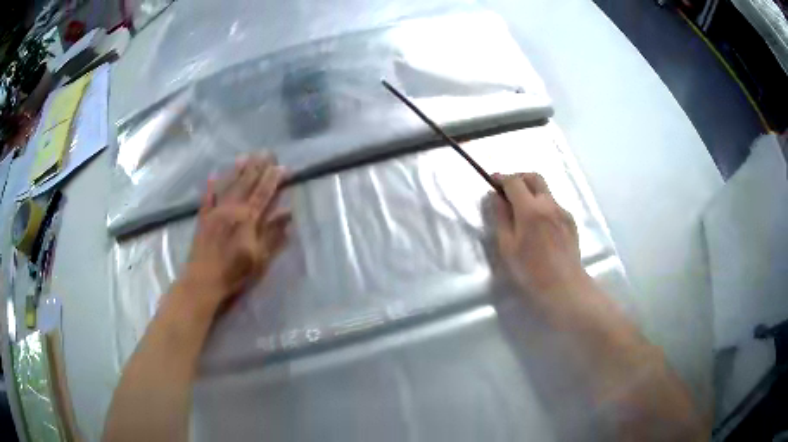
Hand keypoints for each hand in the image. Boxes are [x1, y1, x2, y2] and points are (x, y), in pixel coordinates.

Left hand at [180, 154, 290, 306]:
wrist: (203, 281)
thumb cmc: (234, 273)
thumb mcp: (259, 258)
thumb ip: (272, 234)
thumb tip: (288, 213)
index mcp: (247, 219)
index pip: (263, 194)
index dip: (273, 179)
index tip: (282, 166)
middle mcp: (231, 209)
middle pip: (246, 184)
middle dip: (257, 167)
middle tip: (266, 152)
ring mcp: (215, 212)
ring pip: (228, 186)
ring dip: (237, 171)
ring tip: (244, 156)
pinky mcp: (203, 219)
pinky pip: (207, 198)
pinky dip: (211, 187)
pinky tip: (213, 176)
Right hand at [493, 173, 591, 304]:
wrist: (564, 286)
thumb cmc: (530, 271)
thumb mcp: (507, 246)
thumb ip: (501, 218)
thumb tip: (495, 197)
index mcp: (530, 209)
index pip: (514, 181)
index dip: (501, 178)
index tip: (492, 181)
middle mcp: (549, 204)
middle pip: (534, 177)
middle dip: (519, 178)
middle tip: (507, 190)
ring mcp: (563, 212)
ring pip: (545, 191)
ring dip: (531, 192)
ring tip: (522, 210)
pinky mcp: (571, 221)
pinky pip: (554, 205)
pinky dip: (543, 205)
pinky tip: (539, 225)